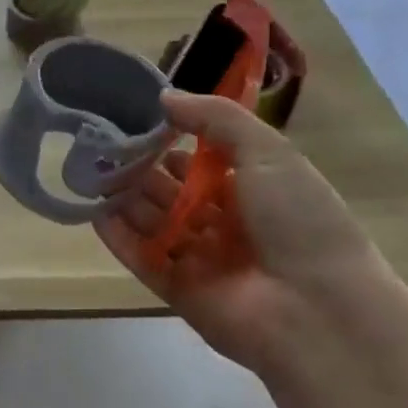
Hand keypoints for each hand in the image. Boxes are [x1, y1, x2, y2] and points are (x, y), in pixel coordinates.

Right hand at [96, 92, 390, 375]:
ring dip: (125, 199)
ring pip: (154, 222)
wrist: (317, 310)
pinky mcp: (177, 289)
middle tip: (104, 147)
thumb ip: (215, 119)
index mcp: (255, 190)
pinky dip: (118, 237)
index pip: (202, 162)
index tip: (135, 122)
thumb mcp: (268, 152)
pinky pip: (142, 258)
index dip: (171, 142)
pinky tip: (92, 212)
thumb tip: (164, 96)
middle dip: (141, 170)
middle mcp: (226, 223)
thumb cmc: (299, 220)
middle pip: (172, 192)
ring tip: (91, 173)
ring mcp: (200, 258)